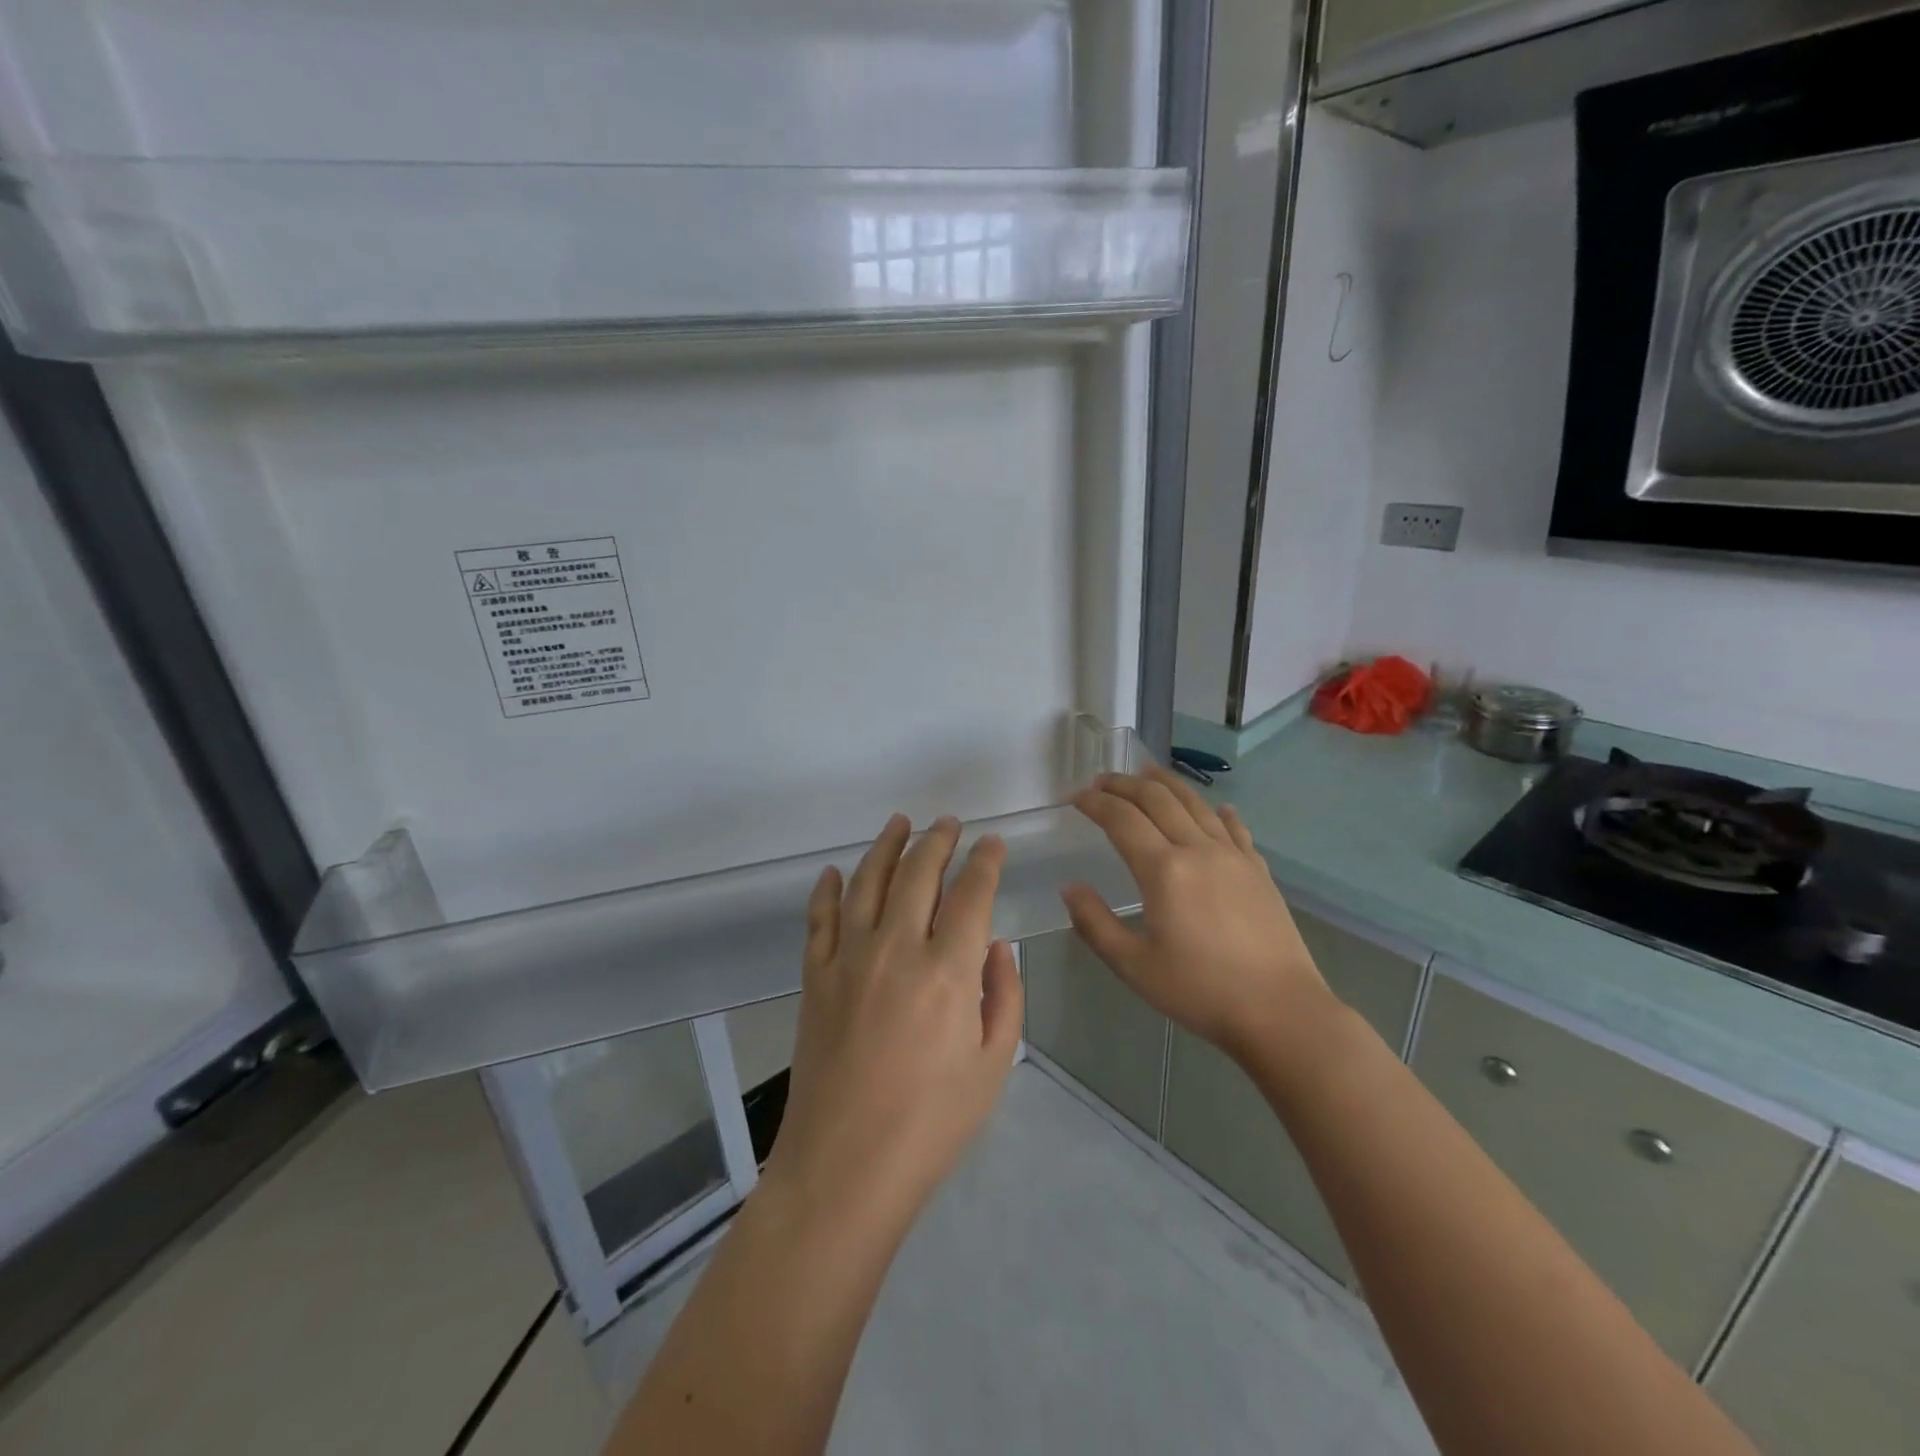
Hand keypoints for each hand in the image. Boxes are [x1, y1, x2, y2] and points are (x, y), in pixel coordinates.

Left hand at [763, 815, 1023, 1233]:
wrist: (844, 1167)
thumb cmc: (931, 1123)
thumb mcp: (993, 1065)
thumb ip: (1004, 995)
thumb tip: (994, 944)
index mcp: (948, 970)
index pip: (971, 893)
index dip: (985, 861)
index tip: (992, 843)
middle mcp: (897, 948)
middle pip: (918, 873)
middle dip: (938, 841)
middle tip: (949, 823)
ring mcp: (849, 958)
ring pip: (868, 881)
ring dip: (886, 846)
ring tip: (900, 823)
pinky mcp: (815, 977)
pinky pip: (821, 918)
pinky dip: (829, 889)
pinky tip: (836, 872)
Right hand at [1061, 767, 1335, 1062]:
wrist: (1281, 1011)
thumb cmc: (1201, 991)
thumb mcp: (1134, 966)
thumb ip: (1095, 923)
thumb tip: (1070, 887)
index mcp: (1163, 870)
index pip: (1122, 819)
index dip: (1095, 803)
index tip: (1076, 797)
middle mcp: (1198, 849)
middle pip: (1157, 799)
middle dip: (1124, 784)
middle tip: (1102, 780)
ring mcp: (1233, 856)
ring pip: (1195, 803)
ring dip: (1166, 784)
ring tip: (1147, 773)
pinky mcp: (1258, 870)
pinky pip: (1234, 828)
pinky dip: (1218, 812)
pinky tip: (1217, 808)